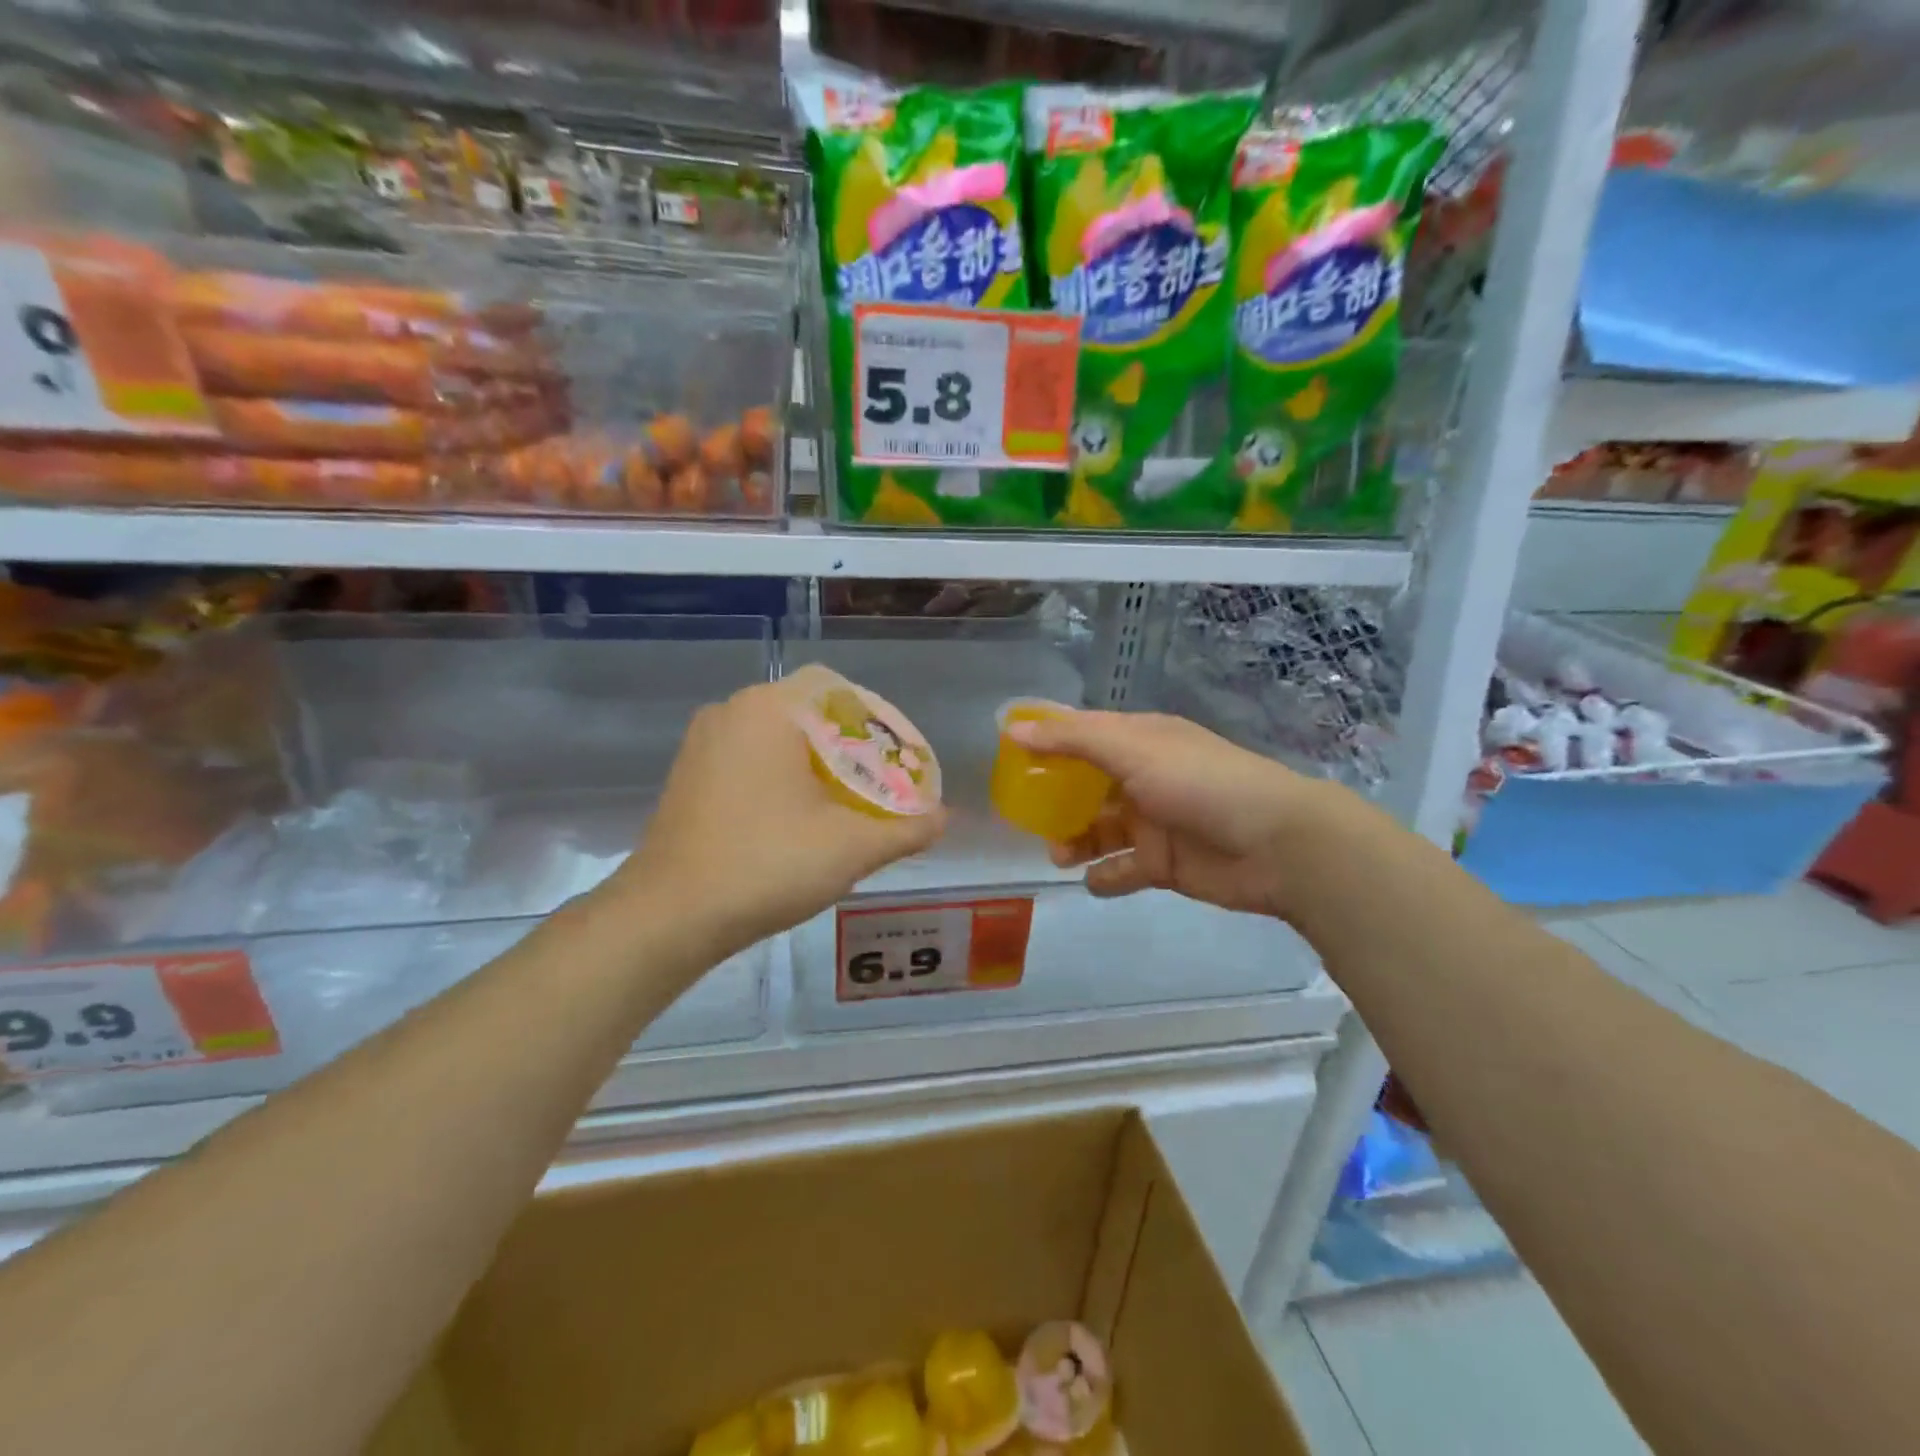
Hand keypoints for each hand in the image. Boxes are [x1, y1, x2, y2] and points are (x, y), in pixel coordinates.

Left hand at [619, 665, 946, 958]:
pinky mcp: (687, 775)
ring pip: (776, 738)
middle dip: (848, 747)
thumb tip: (945, 818)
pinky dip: (779, 777)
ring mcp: (702, 743)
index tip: (896, 757)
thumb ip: (907, 829)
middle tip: (878, 785)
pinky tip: (795, 820)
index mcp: (769, 709)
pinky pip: (748, 759)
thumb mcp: (851, 847)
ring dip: (813, 763)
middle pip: (808, 713)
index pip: (836, 688)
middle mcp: (731, 711)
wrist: (669, 916)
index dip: (874, 719)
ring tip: (844, 804)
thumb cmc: (766, 864)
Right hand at [1006, 709, 1336, 920]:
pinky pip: (1123, 870)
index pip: (1082, 734)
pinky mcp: (1164, 864)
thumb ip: (1072, 740)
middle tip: (1027, 815)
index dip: (1046, 741)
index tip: (1007, 754)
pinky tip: (1095, 881)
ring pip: (1099, 830)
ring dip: (1075, 840)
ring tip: (1058, 853)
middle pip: (1085, 786)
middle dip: (1055, 800)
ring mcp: (1154, 822)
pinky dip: (1106, 876)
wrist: (1276, 845)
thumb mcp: (1132, 749)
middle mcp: (1144, 777)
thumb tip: (1015, 730)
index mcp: (1139, 741)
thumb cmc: (1199, 783)